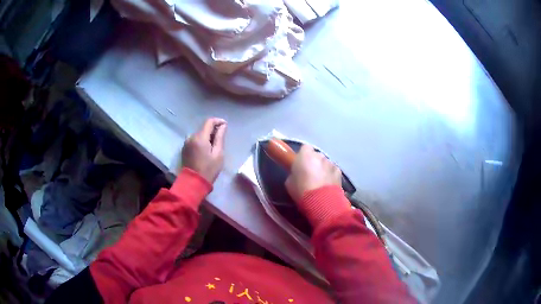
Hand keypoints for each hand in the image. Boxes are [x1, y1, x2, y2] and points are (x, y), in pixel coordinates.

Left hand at [181, 118, 226, 183]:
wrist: (193, 182)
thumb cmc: (208, 169)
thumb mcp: (218, 154)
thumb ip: (220, 137)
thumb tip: (223, 125)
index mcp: (200, 137)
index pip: (209, 122)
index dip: (218, 121)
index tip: (225, 125)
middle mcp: (191, 137)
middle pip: (204, 128)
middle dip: (213, 130)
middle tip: (221, 138)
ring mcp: (186, 143)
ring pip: (199, 134)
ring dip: (207, 136)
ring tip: (214, 146)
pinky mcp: (184, 148)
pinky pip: (194, 140)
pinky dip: (201, 141)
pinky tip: (205, 150)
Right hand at [285, 144, 341, 202]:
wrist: (321, 201)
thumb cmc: (301, 190)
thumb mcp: (289, 182)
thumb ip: (294, 173)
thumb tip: (297, 174)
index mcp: (305, 155)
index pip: (305, 148)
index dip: (303, 155)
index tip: (300, 164)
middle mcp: (319, 155)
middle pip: (316, 155)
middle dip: (313, 162)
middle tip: (310, 174)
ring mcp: (331, 163)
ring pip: (325, 163)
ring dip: (323, 169)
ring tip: (320, 181)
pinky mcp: (339, 172)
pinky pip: (333, 171)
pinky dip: (331, 175)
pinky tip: (328, 185)